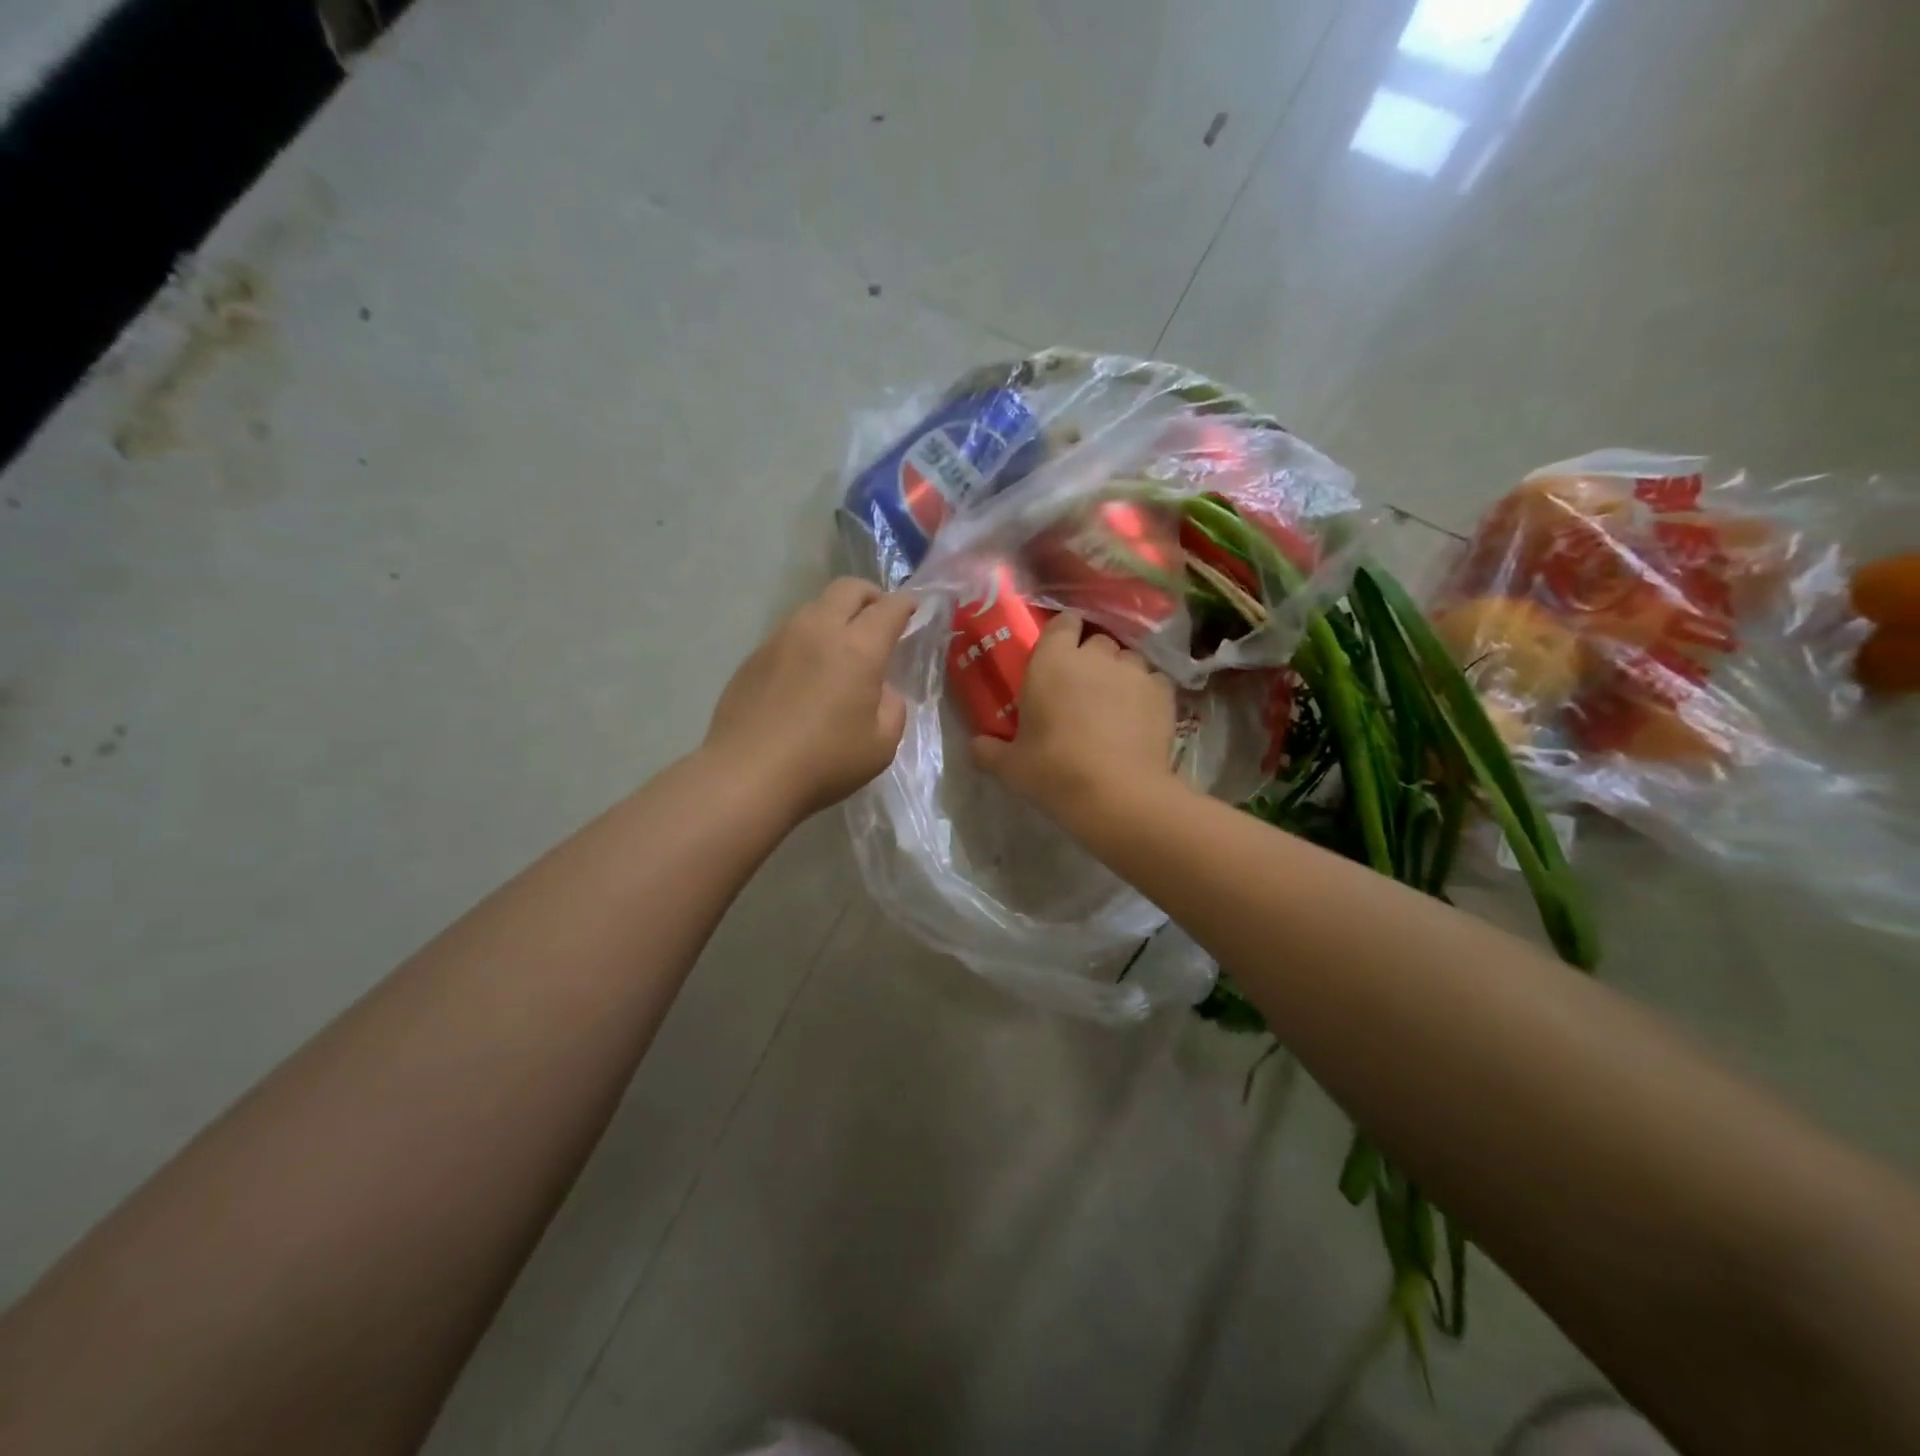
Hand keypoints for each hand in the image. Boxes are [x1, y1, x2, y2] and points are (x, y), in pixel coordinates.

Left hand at [705, 579, 915, 818]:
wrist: (747, 775)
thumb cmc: (824, 761)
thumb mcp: (881, 744)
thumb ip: (892, 707)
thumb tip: (880, 690)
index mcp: (858, 648)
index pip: (888, 608)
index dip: (905, 604)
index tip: (913, 608)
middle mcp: (818, 630)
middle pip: (848, 589)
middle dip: (870, 596)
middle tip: (878, 618)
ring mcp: (780, 639)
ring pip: (814, 607)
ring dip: (835, 616)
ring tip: (840, 647)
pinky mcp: (754, 656)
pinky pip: (788, 633)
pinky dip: (807, 640)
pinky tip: (805, 673)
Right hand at [971, 611, 1176, 823]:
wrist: (1117, 794)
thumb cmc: (1054, 771)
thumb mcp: (1010, 767)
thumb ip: (989, 750)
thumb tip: (975, 746)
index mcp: (1052, 661)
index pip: (1062, 623)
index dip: (1062, 635)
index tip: (1058, 655)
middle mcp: (1095, 655)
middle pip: (1097, 640)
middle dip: (1092, 657)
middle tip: (1082, 688)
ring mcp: (1133, 671)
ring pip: (1128, 659)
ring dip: (1120, 674)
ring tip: (1115, 703)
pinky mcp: (1164, 692)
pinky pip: (1154, 681)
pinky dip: (1147, 693)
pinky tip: (1141, 717)